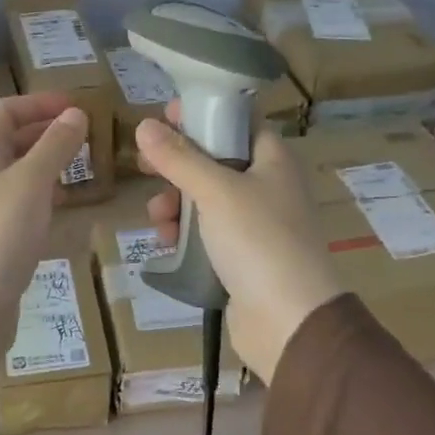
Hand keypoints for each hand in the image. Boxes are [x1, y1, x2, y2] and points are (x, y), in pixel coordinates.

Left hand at [0, 93, 91, 369]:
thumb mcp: (31, 184)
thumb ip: (54, 146)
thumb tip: (75, 113)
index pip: (5, 112)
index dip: (39, 103)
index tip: (77, 107)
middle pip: (10, 141)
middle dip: (47, 133)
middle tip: (85, 137)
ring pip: (16, 174)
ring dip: (47, 165)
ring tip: (80, 168)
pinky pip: (18, 204)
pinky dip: (42, 197)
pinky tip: (63, 208)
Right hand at [135, 107, 342, 383]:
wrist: (289, 321)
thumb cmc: (258, 240)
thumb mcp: (215, 191)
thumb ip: (178, 158)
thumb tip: (144, 126)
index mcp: (272, 160)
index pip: (238, 121)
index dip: (203, 114)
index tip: (166, 116)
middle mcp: (267, 187)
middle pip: (215, 161)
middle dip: (178, 165)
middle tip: (146, 165)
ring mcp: (255, 224)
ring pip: (205, 200)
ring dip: (176, 204)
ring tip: (157, 217)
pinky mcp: (242, 257)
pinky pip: (206, 234)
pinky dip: (184, 234)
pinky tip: (166, 242)